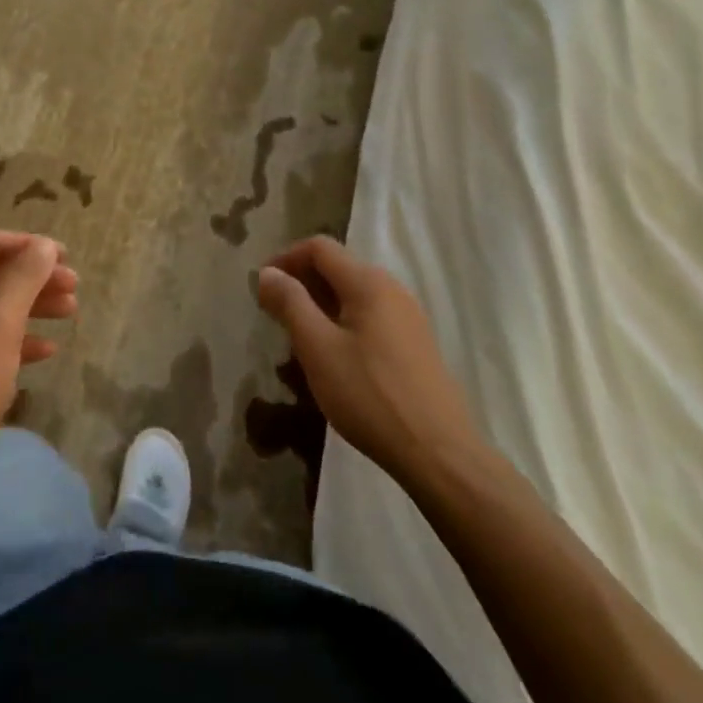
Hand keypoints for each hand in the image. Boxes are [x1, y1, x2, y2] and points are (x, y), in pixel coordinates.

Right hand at [254, 235, 483, 487]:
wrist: (439, 455)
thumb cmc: (370, 395)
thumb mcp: (318, 348)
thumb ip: (290, 303)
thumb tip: (268, 273)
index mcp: (367, 282)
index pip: (319, 247)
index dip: (285, 258)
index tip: (262, 287)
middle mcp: (391, 289)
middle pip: (337, 268)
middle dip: (302, 284)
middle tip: (276, 315)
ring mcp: (408, 317)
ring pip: (353, 295)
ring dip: (321, 306)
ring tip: (300, 339)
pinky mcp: (416, 345)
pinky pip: (370, 318)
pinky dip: (343, 324)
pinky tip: (335, 359)